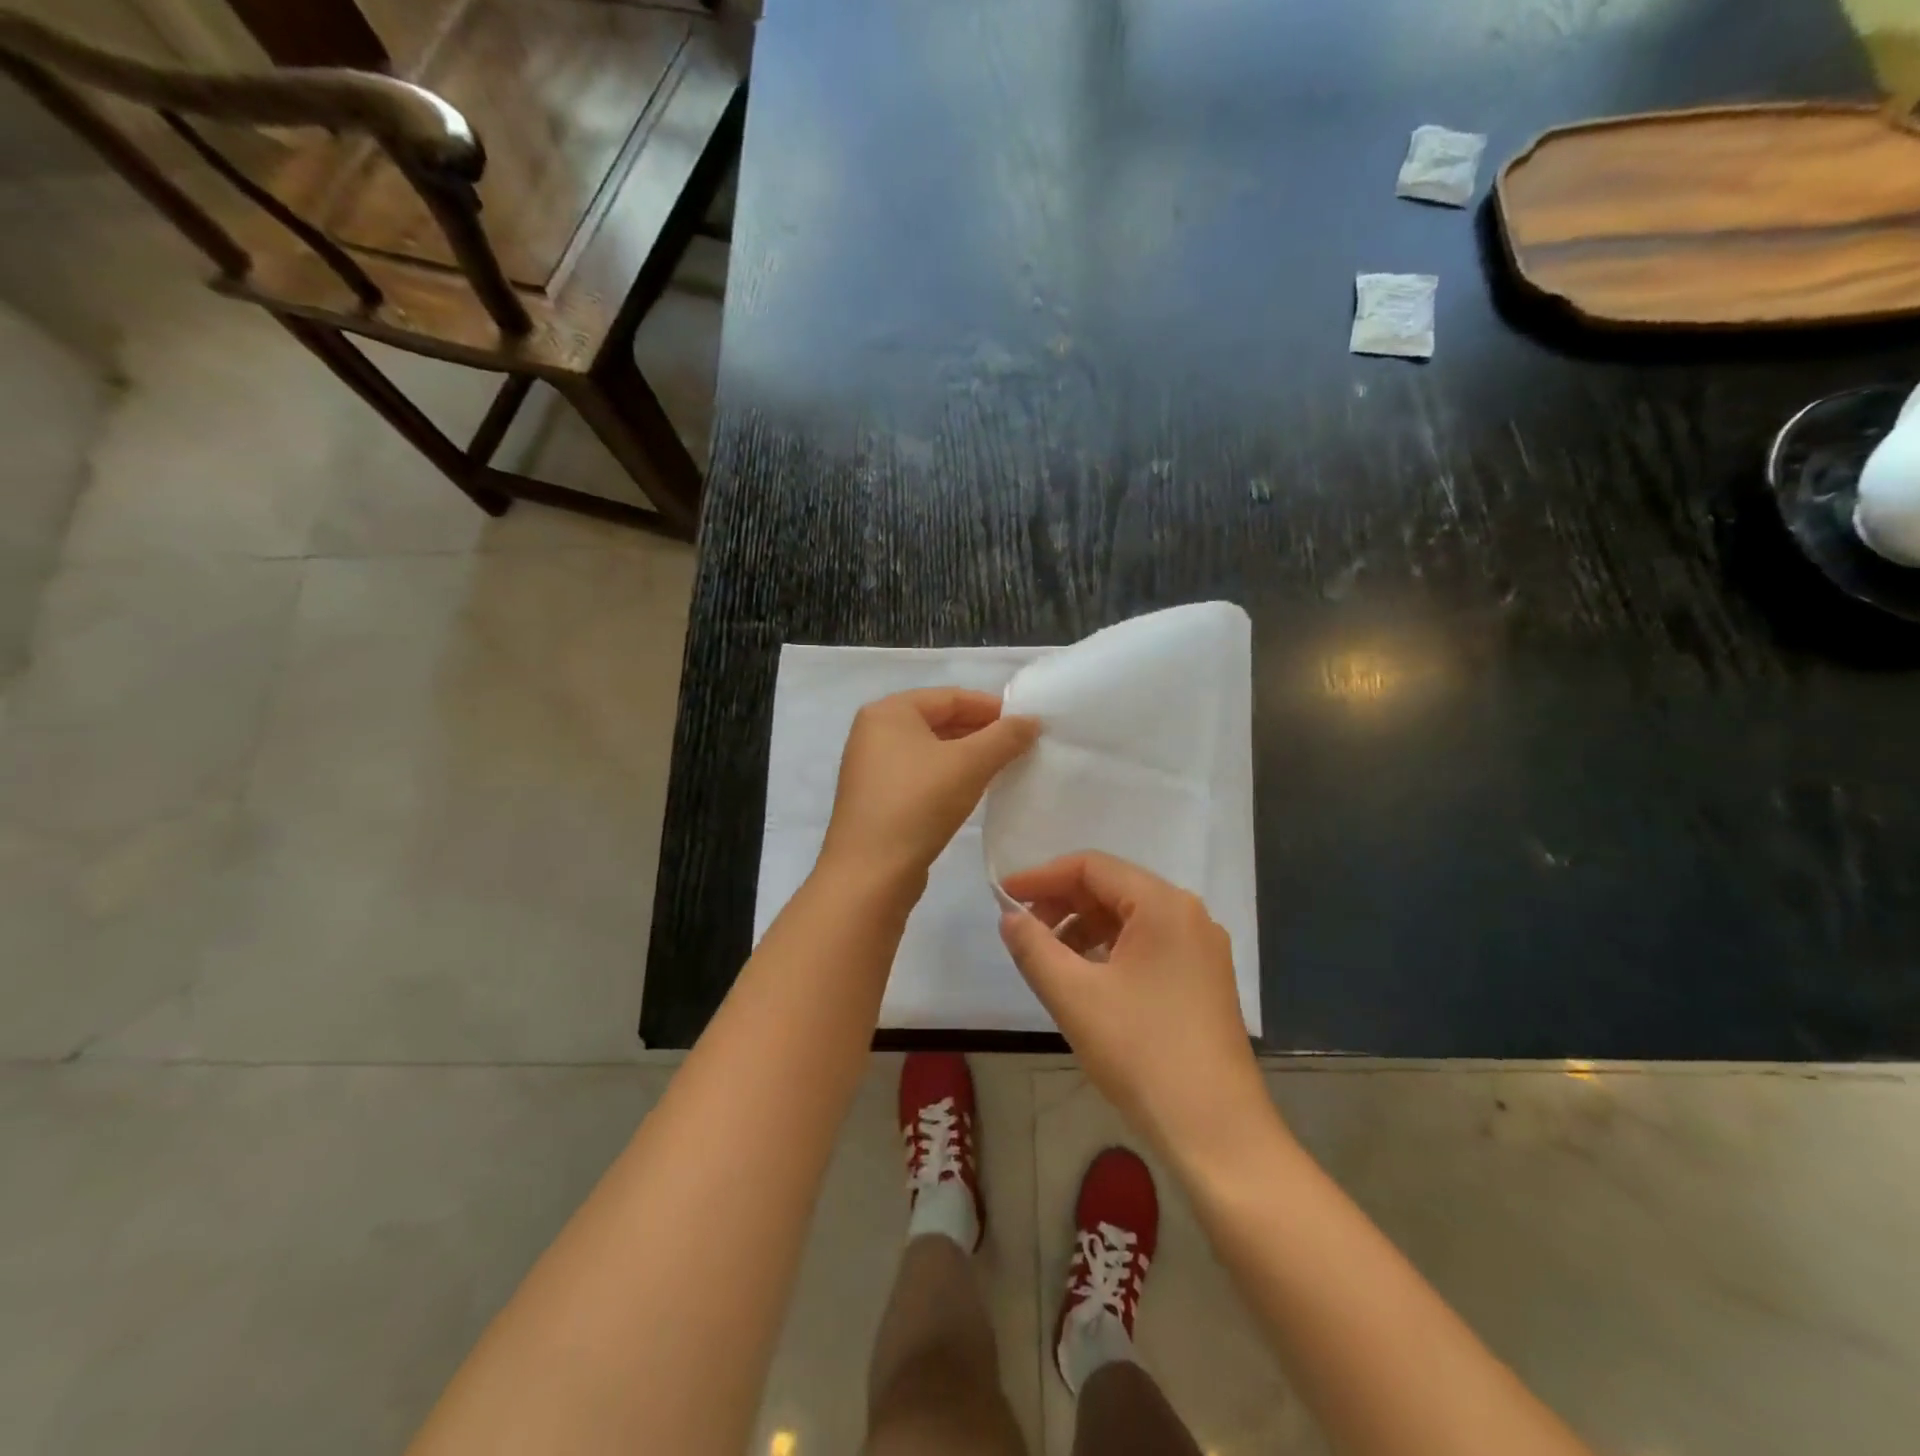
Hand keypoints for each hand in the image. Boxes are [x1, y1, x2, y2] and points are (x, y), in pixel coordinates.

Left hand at [819, 688, 1038, 893]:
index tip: (1027, 724)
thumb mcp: (969, 764)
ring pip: (931, 750)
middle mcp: (874, 732)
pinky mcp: (877, 798)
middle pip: (939, 720)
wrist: (871, 873)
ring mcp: (872, 767)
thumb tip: (1032, 720)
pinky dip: (949, 776)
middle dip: (981, 732)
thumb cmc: (918, 804)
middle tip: (1021, 746)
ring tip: (1005, 766)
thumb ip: (1004, 737)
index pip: (950, 696)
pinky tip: (974, 790)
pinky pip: (921, 774)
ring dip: (968, 755)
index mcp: (889, 711)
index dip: (992, 707)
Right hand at [999, 852, 1271, 1164]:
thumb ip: (1034, 947)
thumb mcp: (1074, 996)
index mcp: (1163, 905)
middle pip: (1113, 888)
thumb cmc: (1142, 1053)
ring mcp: (1201, 948)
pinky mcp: (1204, 979)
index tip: (1004, 897)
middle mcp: (1188, 914)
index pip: (1092, 867)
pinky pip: (1148, 944)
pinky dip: (1110, 950)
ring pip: (1130, 918)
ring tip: (1048, 957)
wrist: (1216, 1131)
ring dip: (1084, 928)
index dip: (1043, 877)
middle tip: (1022, 928)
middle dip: (1062, 902)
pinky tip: (1086, 977)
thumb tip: (1010, 917)